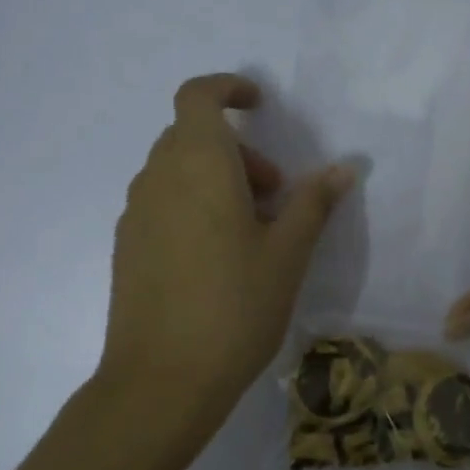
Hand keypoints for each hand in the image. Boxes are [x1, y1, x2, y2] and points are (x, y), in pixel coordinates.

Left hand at [100, 74, 354, 425]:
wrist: (161, 380)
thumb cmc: (234, 307)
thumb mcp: (287, 254)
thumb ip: (313, 204)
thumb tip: (343, 168)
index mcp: (197, 165)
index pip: (198, 96)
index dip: (228, 89)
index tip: (260, 106)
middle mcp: (157, 178)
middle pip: (192, 136)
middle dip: (238, 151)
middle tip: (275, 196)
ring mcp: (135, 214)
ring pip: (176, 172)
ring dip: (215, 181)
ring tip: (252, 233)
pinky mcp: (126, 247)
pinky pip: (162, 204)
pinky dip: (192, 207)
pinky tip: (217, 259)